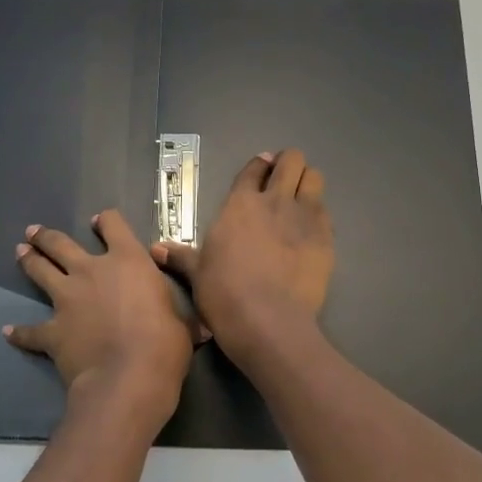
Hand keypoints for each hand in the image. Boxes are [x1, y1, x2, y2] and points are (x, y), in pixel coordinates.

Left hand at [5, 209, 197, 428]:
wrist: (128, 377)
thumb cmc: (165, 344)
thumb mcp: (184, 324)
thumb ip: (182, 320)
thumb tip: (201, 330)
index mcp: (128, 261)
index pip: (114, 225)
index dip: (106, 221)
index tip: (100, 222)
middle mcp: (92, 272)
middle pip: (62, 244)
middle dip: (47, 236)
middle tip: (34, 232)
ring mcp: (67, 299)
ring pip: (40, 271)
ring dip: (29, 260)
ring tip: (20, 251)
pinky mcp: (52, 330)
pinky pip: (30, 330)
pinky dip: (19, 332)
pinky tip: (8, 332)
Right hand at [152, 148, 333, 358]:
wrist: (268, 321)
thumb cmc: (224, 294)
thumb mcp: (197, 274)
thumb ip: (181, 256)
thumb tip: (156, 249)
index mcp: (240, 204)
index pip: (253, 168)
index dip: (258, 165)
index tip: (261, 170)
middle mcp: (274, 201)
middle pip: (291, 160)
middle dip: (288, 164)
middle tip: (283, 180)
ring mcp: (304, 217)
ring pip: (314, 177)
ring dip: (307, 182)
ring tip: (300, 198)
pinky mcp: (326, 237)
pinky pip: (326, 211)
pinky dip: (318, 213)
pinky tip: (310, 230)